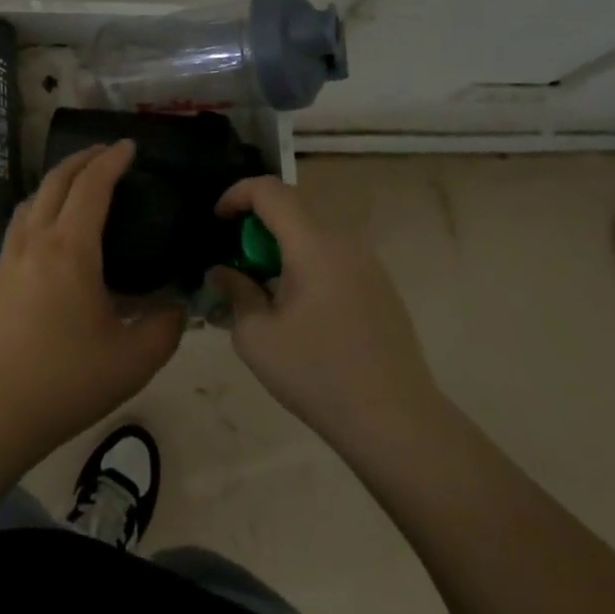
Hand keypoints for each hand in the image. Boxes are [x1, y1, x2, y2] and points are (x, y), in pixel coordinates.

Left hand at [0, 141, 184, 459]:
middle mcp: (36, 240)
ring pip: (32, 199)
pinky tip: (50, 233)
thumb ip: (165, 326)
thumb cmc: (64, 379)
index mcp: (70, 248)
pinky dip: (40, 208)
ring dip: (57, 181)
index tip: (129, 147)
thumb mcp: (133, 359)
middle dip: (83, 159)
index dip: (112, 160)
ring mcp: (9, 257)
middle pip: (56, 180)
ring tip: (78, 186)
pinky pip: (20, 224)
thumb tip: (178, 306)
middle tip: (107, 154)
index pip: (92, 185)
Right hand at [206, 176, 442, 454]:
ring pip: (313, 234)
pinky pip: (333, 257)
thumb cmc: (318, 375)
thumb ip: (235, 292)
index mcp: (313, 244)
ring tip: (263, 288)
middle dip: (256, 225)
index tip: (217, 222)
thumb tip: (222, 271)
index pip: (270, 190)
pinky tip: (298, 309)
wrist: (397, 423)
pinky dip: (305, 264)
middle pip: (292, 208)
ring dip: (281, 247)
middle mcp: (343, 242)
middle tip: (235, 262)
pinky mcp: (380, 287)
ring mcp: (367, 264)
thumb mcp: (257, 337)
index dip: (236, 194)